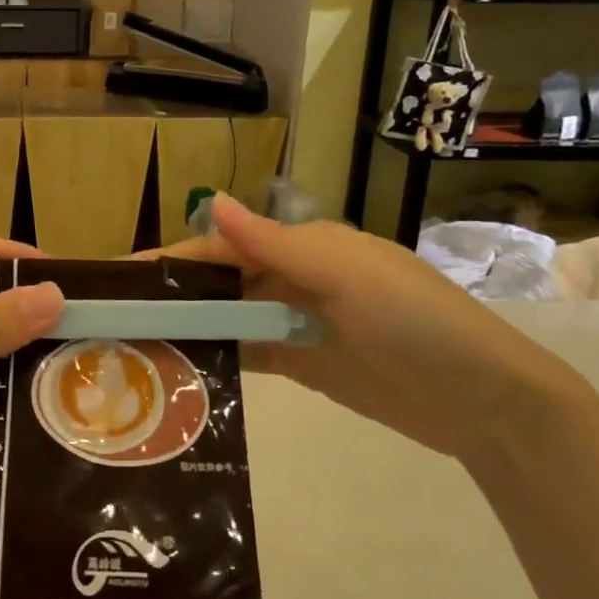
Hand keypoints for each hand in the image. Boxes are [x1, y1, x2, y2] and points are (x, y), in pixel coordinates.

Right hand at [160, 196, 594, 460]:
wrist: (482, 400)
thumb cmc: (412, 320)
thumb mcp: (343, 273)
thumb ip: (272, 243)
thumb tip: (209, 198)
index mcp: (304, 245)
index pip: (224, 245)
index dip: (174, 258)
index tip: (123, 277)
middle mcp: (296, 278)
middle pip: (222, 281)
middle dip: (175, 294)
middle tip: (117, 319)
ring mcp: (299, 323)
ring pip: (232, 317)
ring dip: (192, 327)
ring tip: (137, 347)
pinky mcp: (305, 364)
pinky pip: (251, 354)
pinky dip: (219, 357)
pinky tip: (184, 370)